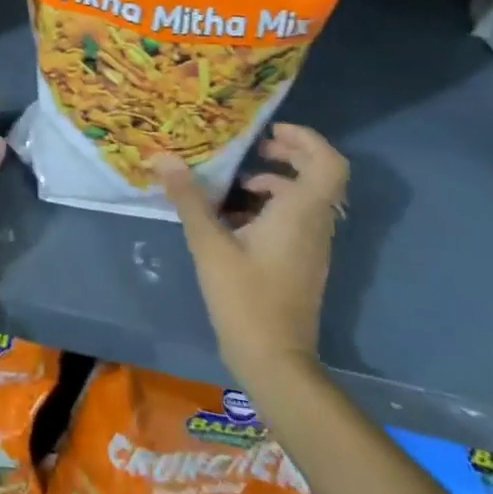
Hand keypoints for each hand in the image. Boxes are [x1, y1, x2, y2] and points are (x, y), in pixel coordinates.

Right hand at [156, 123, 348, 388]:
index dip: (306, 139)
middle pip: (319, 176)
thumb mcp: (209, 244)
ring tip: (232, 187)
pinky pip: (295, 221)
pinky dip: (270, 208)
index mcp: (301, 213)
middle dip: (288, 155)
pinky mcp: (302, 264)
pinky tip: (233, 221)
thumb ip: (189, 199)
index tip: (270, 131)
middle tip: (253, 148)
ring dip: (274, 183)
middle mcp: (315, 226)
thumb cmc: (245, 298)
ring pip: (304, 199)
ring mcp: (312, 247)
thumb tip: (164, 158)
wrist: (275, 362)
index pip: (328, 163)